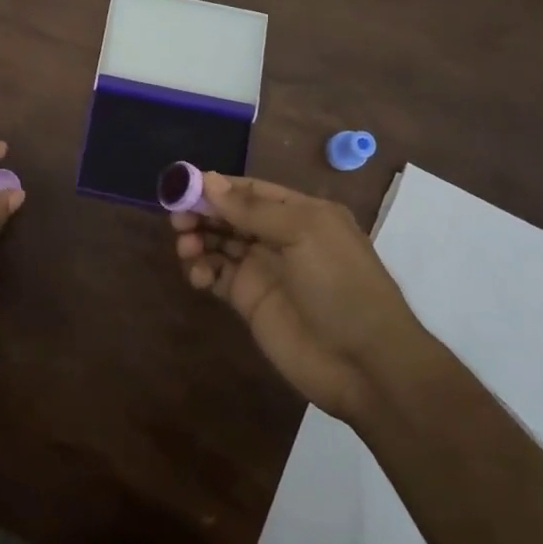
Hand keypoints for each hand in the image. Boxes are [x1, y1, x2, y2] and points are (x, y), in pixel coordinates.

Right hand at [172, 173, 430, 421]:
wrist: (365, 363)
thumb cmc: (340, 285)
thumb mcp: (304, 233)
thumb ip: (254, 208)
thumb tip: (208, 180)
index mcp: (300, 213)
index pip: (249, 190)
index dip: (216, 187)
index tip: (182, 186)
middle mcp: (279, 237)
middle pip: (229, 215)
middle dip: (202, 213)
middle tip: (177, 220)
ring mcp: (263, 270)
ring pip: (219, 243)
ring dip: (198, 239)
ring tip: (186, 249)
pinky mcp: (249, 301)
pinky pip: (217, 276)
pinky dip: (202, 270)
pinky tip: (199, 276)